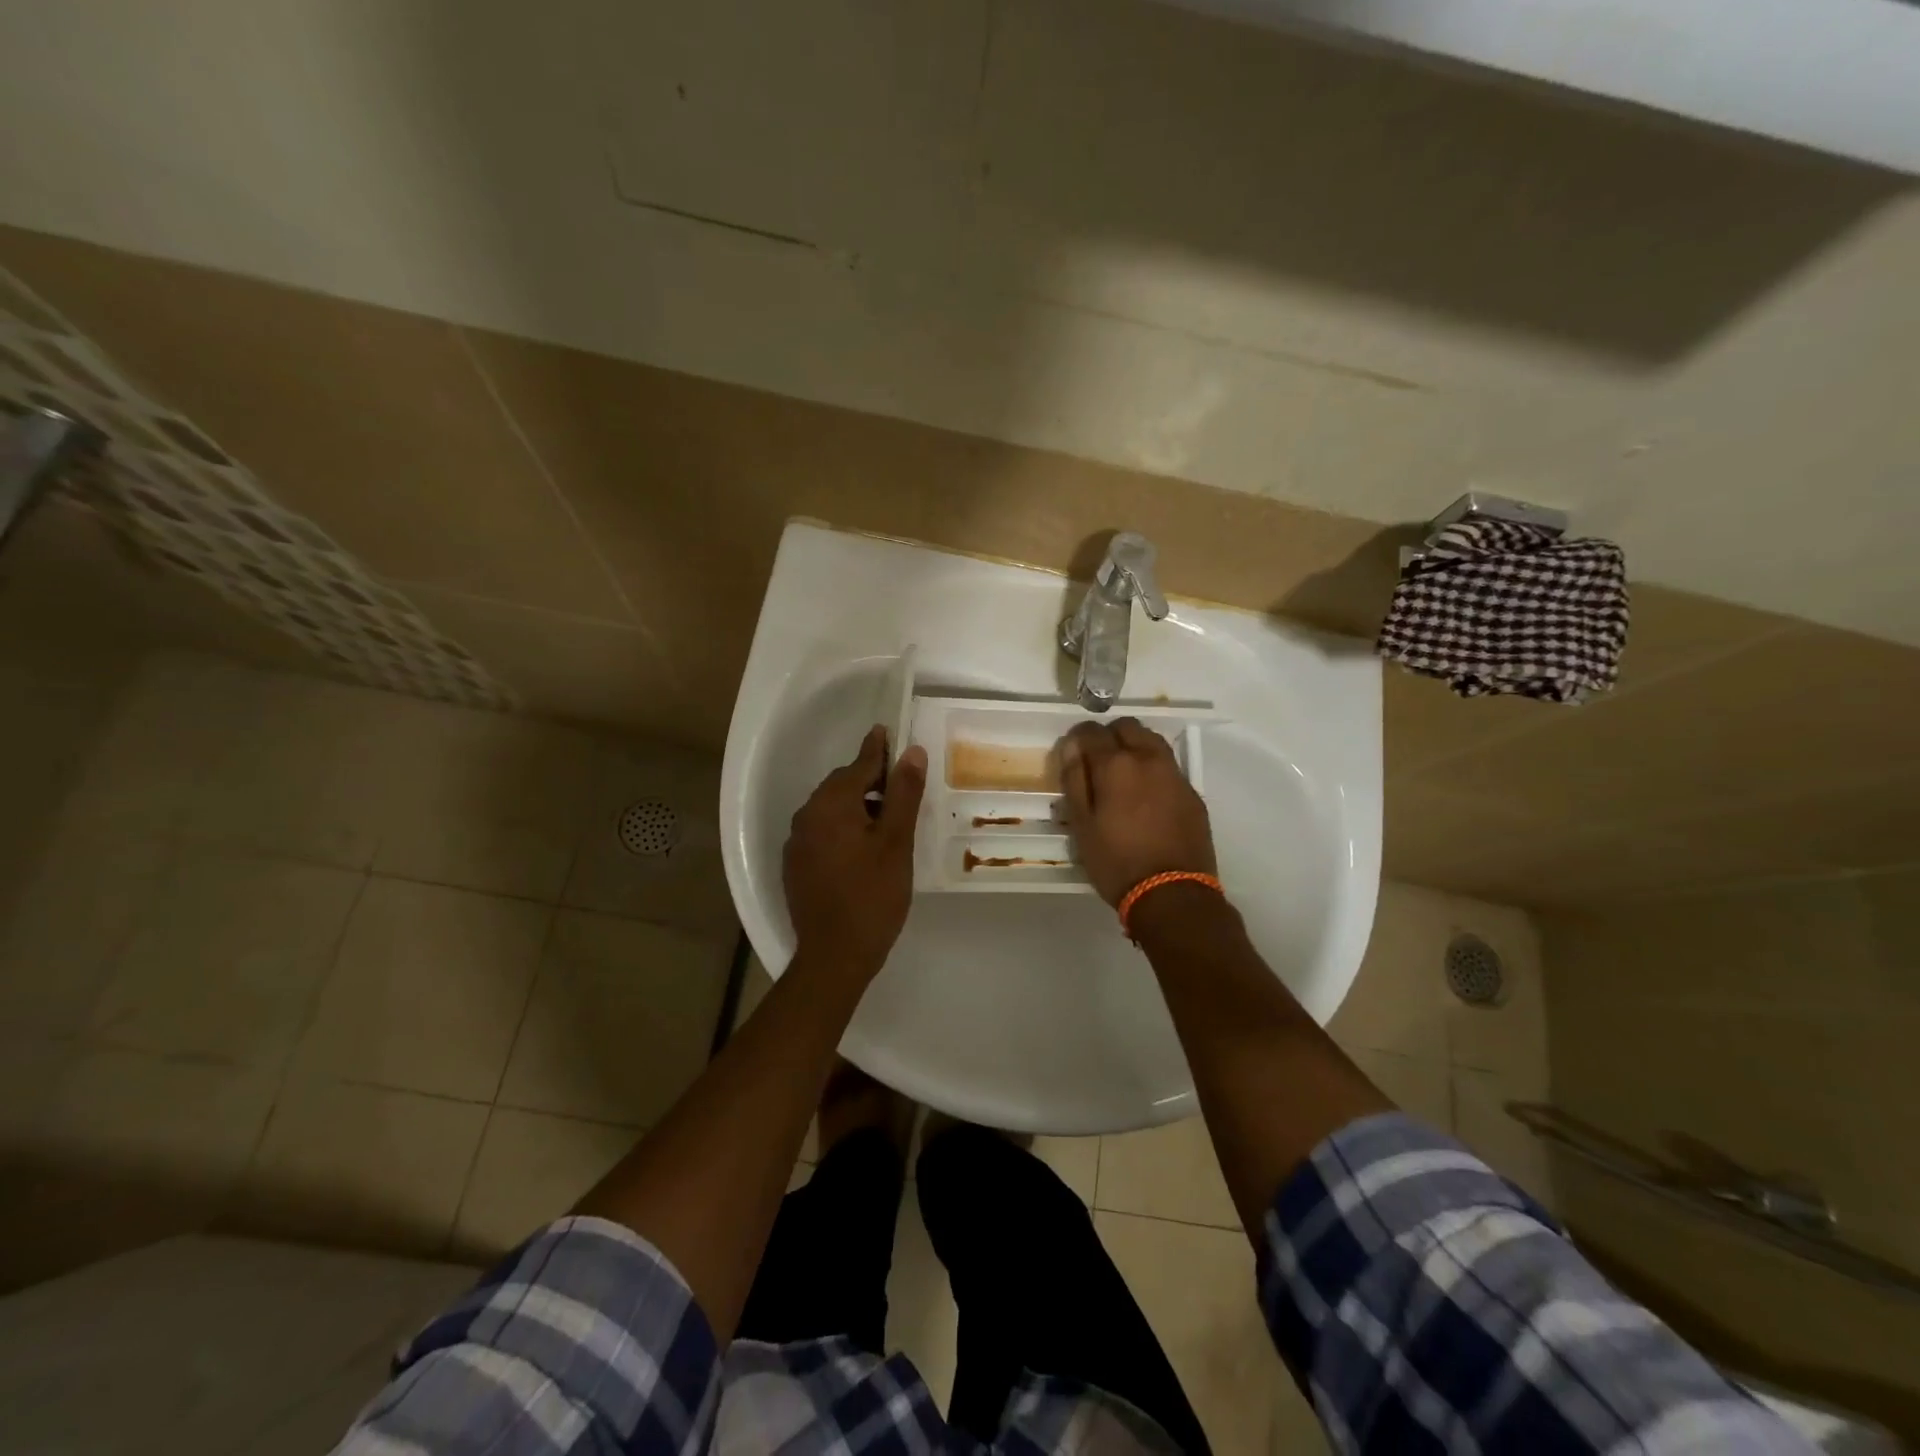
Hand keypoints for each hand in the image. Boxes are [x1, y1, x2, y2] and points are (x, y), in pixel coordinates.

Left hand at [784, 726, 927, 976]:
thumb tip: (912, 751)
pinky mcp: (795, 866)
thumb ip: (903, 794)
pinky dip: (843, 830)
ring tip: (887, 824)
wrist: (834, 957)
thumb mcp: (896, 842)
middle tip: (901, 789)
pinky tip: (862, 850)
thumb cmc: (872, 896)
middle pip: (842, 786)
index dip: (877, 749)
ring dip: (857, 807)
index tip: (887, 731)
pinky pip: (822, 833)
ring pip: (831, 811)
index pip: (858, 765)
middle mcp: (806, 816)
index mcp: (830, 805)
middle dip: (870, 782)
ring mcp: (796, 843)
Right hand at [1059, 718, 1215, 906]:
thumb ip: (1075, 779)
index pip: (1091, 731)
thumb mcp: (1082, 825)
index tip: (1072, 754)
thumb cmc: (1116, 862)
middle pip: (1127, 727)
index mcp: (1115, 765)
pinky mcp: (1192, 793)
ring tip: (1123, 776)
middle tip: (1098, 763)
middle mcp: (1148, 759)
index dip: (1078, 737)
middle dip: (1109, 736)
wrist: (1172, 893)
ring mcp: (1175, 774)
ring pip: (1152, 741)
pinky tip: (1147, 797)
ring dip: (1134, 747)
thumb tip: (1072, 746)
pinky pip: (1169, 766)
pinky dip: (1153, 769)